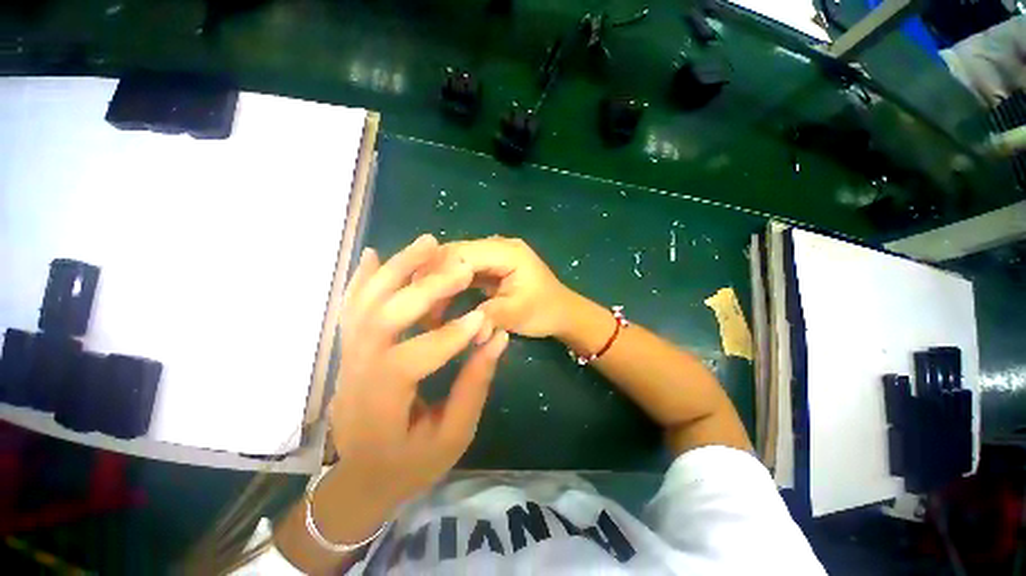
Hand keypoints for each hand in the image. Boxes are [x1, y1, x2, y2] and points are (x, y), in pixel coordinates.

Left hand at [328, 234, 508, 508]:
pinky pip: (352, 307)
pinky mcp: (350, 349)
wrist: (362, 477)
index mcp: (379, 404)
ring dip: (397, 269)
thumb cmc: (411, 464)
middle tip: (459, 269)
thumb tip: (495, 339)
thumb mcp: (452, 436)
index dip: (449, 337)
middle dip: (424, 290)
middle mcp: (356, 372)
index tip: (483, 318)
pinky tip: (376, 255)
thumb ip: (473, 386)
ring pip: (366, 302)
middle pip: (382, 318)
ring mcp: (347, 357)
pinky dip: (363, 278)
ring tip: (427, 243)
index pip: (410, 359)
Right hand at [429, 237, 575, 337]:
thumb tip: (463, 331)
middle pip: (456, 253)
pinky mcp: (492, 267)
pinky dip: (450, 284)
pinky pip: (464, 270)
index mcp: (507, 252)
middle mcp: (498, 246)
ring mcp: (494, 256)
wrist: (563, 313)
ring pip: (457, 260)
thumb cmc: (545, 310)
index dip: (437, 272)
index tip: (418, 296)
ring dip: (440, 280)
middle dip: (434, 275)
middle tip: (416, 301)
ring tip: (425, 303)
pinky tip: (440, 300)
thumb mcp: (518, 314)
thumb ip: (489, 316)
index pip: (463, 254)